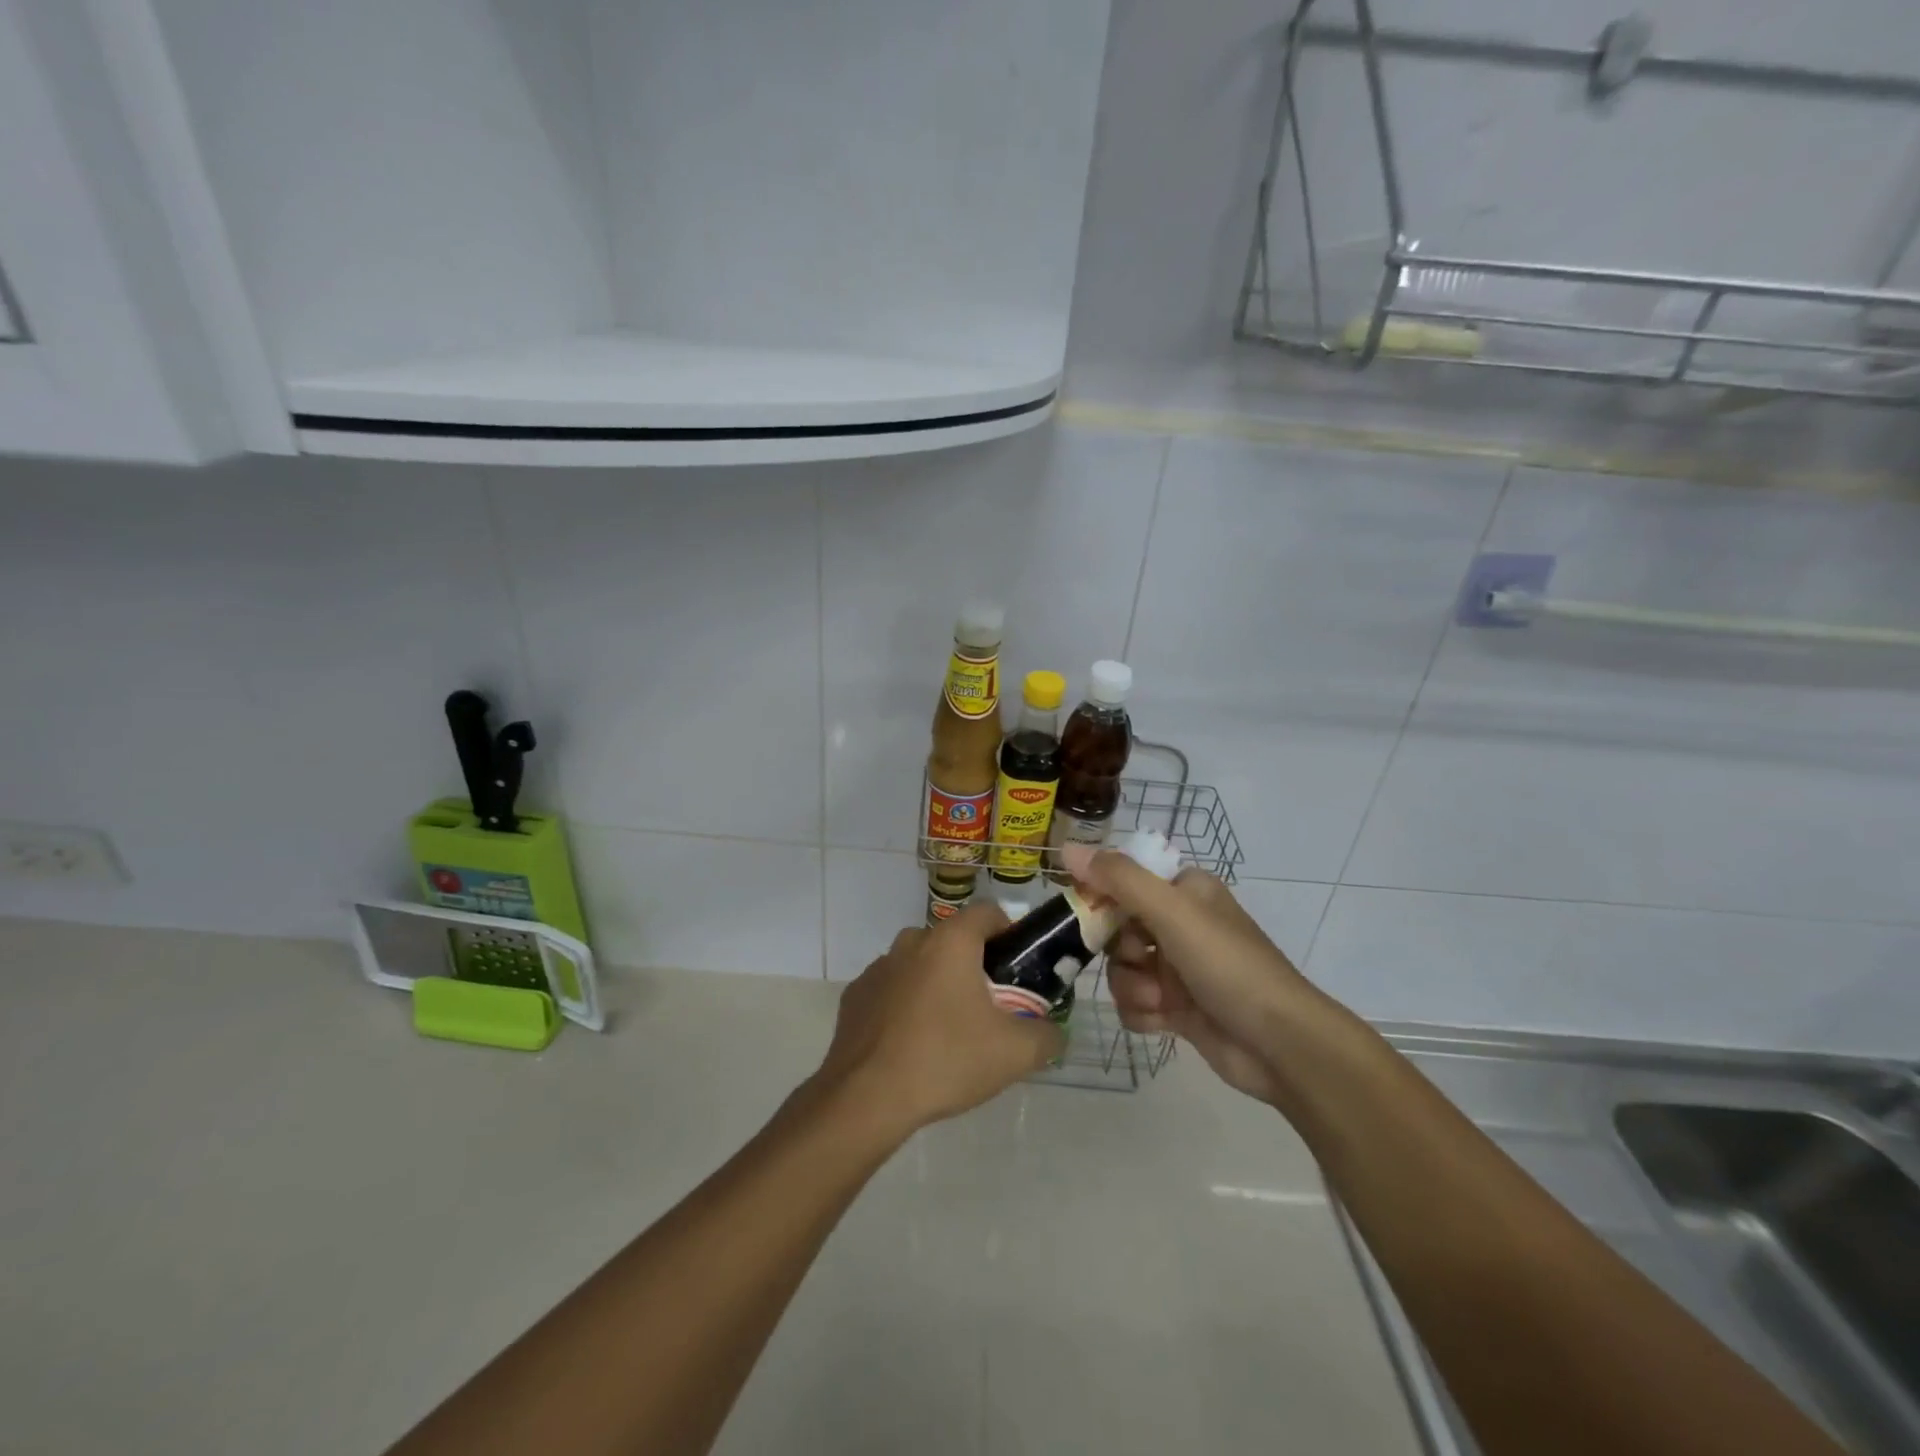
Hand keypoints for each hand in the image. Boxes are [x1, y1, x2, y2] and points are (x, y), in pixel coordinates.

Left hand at [816, 901, 1063, 1137]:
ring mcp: (878, 967)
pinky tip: (911, 1044)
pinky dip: (905, 1005)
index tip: (1018, 969)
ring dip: (937, 984)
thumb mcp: (1015, 1053)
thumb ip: (1046, 1035)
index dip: (1010, 934)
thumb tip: (1053, 1032)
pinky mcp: (855, 996)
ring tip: (949, 1032)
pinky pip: (892, 989)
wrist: (866, 1098)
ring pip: (920, 964)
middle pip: (954, 940)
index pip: (988, 912)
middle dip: (974, 965)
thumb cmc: (946, 1060)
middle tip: (990, 1008)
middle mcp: (911, 941)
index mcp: (950, 941)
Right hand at [1064, 846, 1308, 1106]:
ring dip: (1132, 986)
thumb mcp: (1172, 912)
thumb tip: (1068, 846)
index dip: (1103, 897)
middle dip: (1121, 951)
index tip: (1087, 913)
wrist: (1279, 1045)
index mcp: (1185, 891)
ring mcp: (1178, 968)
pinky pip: (1135, 1002)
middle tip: (1138, 959)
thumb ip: (1119, 879)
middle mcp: (1180, 924)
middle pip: (1117, 928)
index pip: (1125, 880)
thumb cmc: (1227, 965)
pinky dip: (1142, 1011)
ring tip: (1159, 999)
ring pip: (1122, 968)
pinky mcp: (1177, 1007)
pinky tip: (1161, 1021)